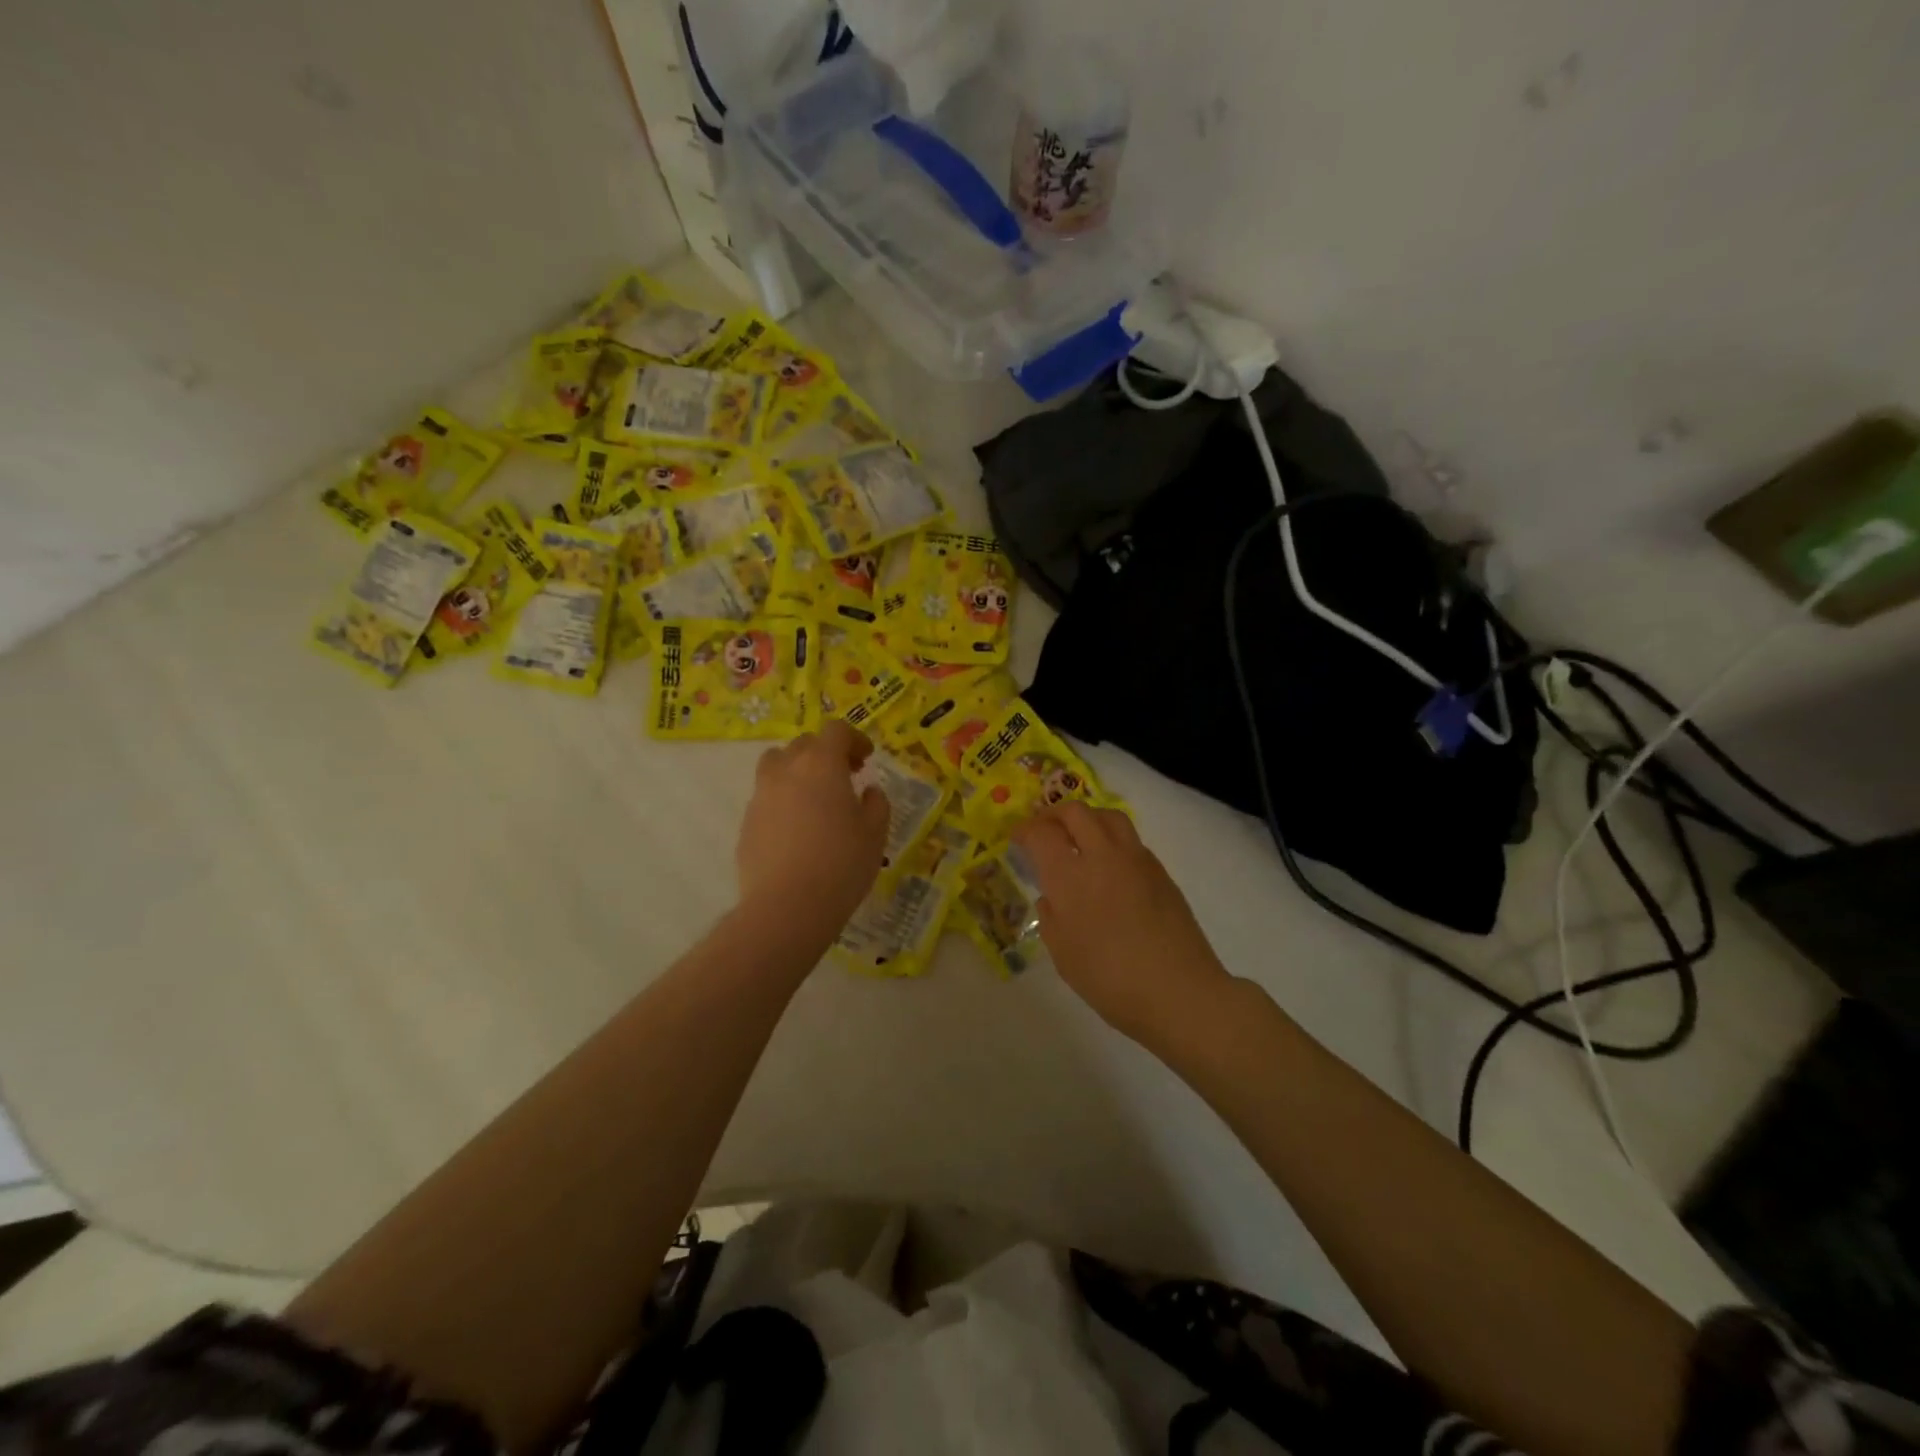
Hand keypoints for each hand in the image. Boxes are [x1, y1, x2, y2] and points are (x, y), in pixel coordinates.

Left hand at [738, 720, 890, 937]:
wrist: (786, 906)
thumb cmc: (841, 863)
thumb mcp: (875, 833)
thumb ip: (876, 804)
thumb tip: (868, 792)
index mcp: (821, 764)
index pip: (835, 730)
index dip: (854, 739)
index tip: (866, 760)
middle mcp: (786, 770)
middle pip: (804, 744)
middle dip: (826, 753)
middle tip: (845, 778)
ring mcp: (760, 796)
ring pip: (777, 766)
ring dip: (797, 772)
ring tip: (815, 799)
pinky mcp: (746, 823)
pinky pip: (766, 799)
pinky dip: (783, 802)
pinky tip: (798, 832)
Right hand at [1014, 803, 1232, 1042]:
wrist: (1179, 991)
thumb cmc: (1110, 979)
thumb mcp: (1064, 955)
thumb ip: (1051, 919)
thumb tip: (1051, 899)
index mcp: (1070, 877)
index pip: (1041, 834)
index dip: (1025, 831)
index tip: (1018, 838)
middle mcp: (1102, 856)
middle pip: (1076, 812)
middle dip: (1053, 814)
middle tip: (1044, 829)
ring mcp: (1136, 860)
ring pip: (1108, 816)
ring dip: (1087, 818)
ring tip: (1078, 837)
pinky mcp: (1160, 872)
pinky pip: (1131, 840)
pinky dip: (1112, 840)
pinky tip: (1109, 867)